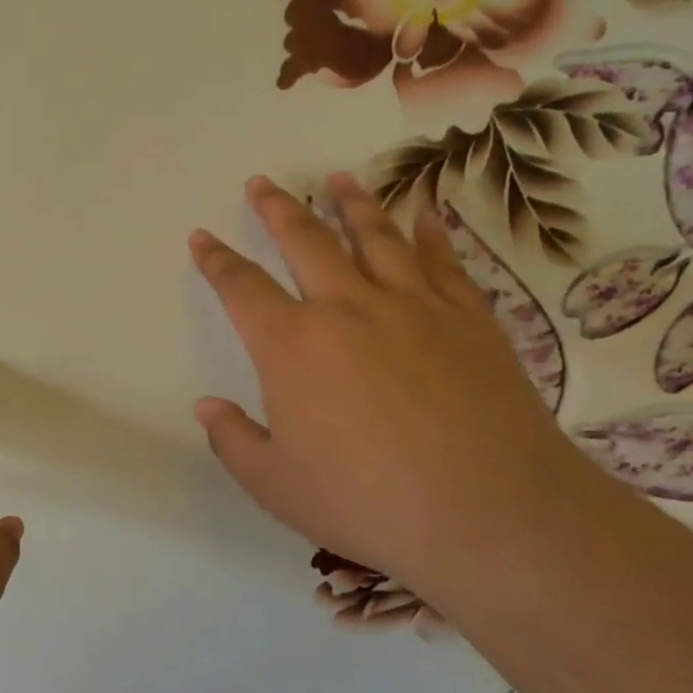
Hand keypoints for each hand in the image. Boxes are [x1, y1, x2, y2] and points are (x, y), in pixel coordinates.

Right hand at [190, 175, 594, 585]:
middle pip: (303, 240)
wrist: (490, 514)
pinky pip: (442, 261)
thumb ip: (233, 441)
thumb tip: (206, 407)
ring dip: (351, 202)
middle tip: (262, 182)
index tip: (201, 237)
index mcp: (291, 345)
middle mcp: (345, 308)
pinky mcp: (467, 317)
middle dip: (277, 208)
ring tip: (337, 178)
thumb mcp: (275, 485)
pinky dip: (430, 233)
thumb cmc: (367, 501)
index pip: (240, 287)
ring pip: (374, 235)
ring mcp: (411, 305)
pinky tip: (425, 214)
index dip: (215, 260)